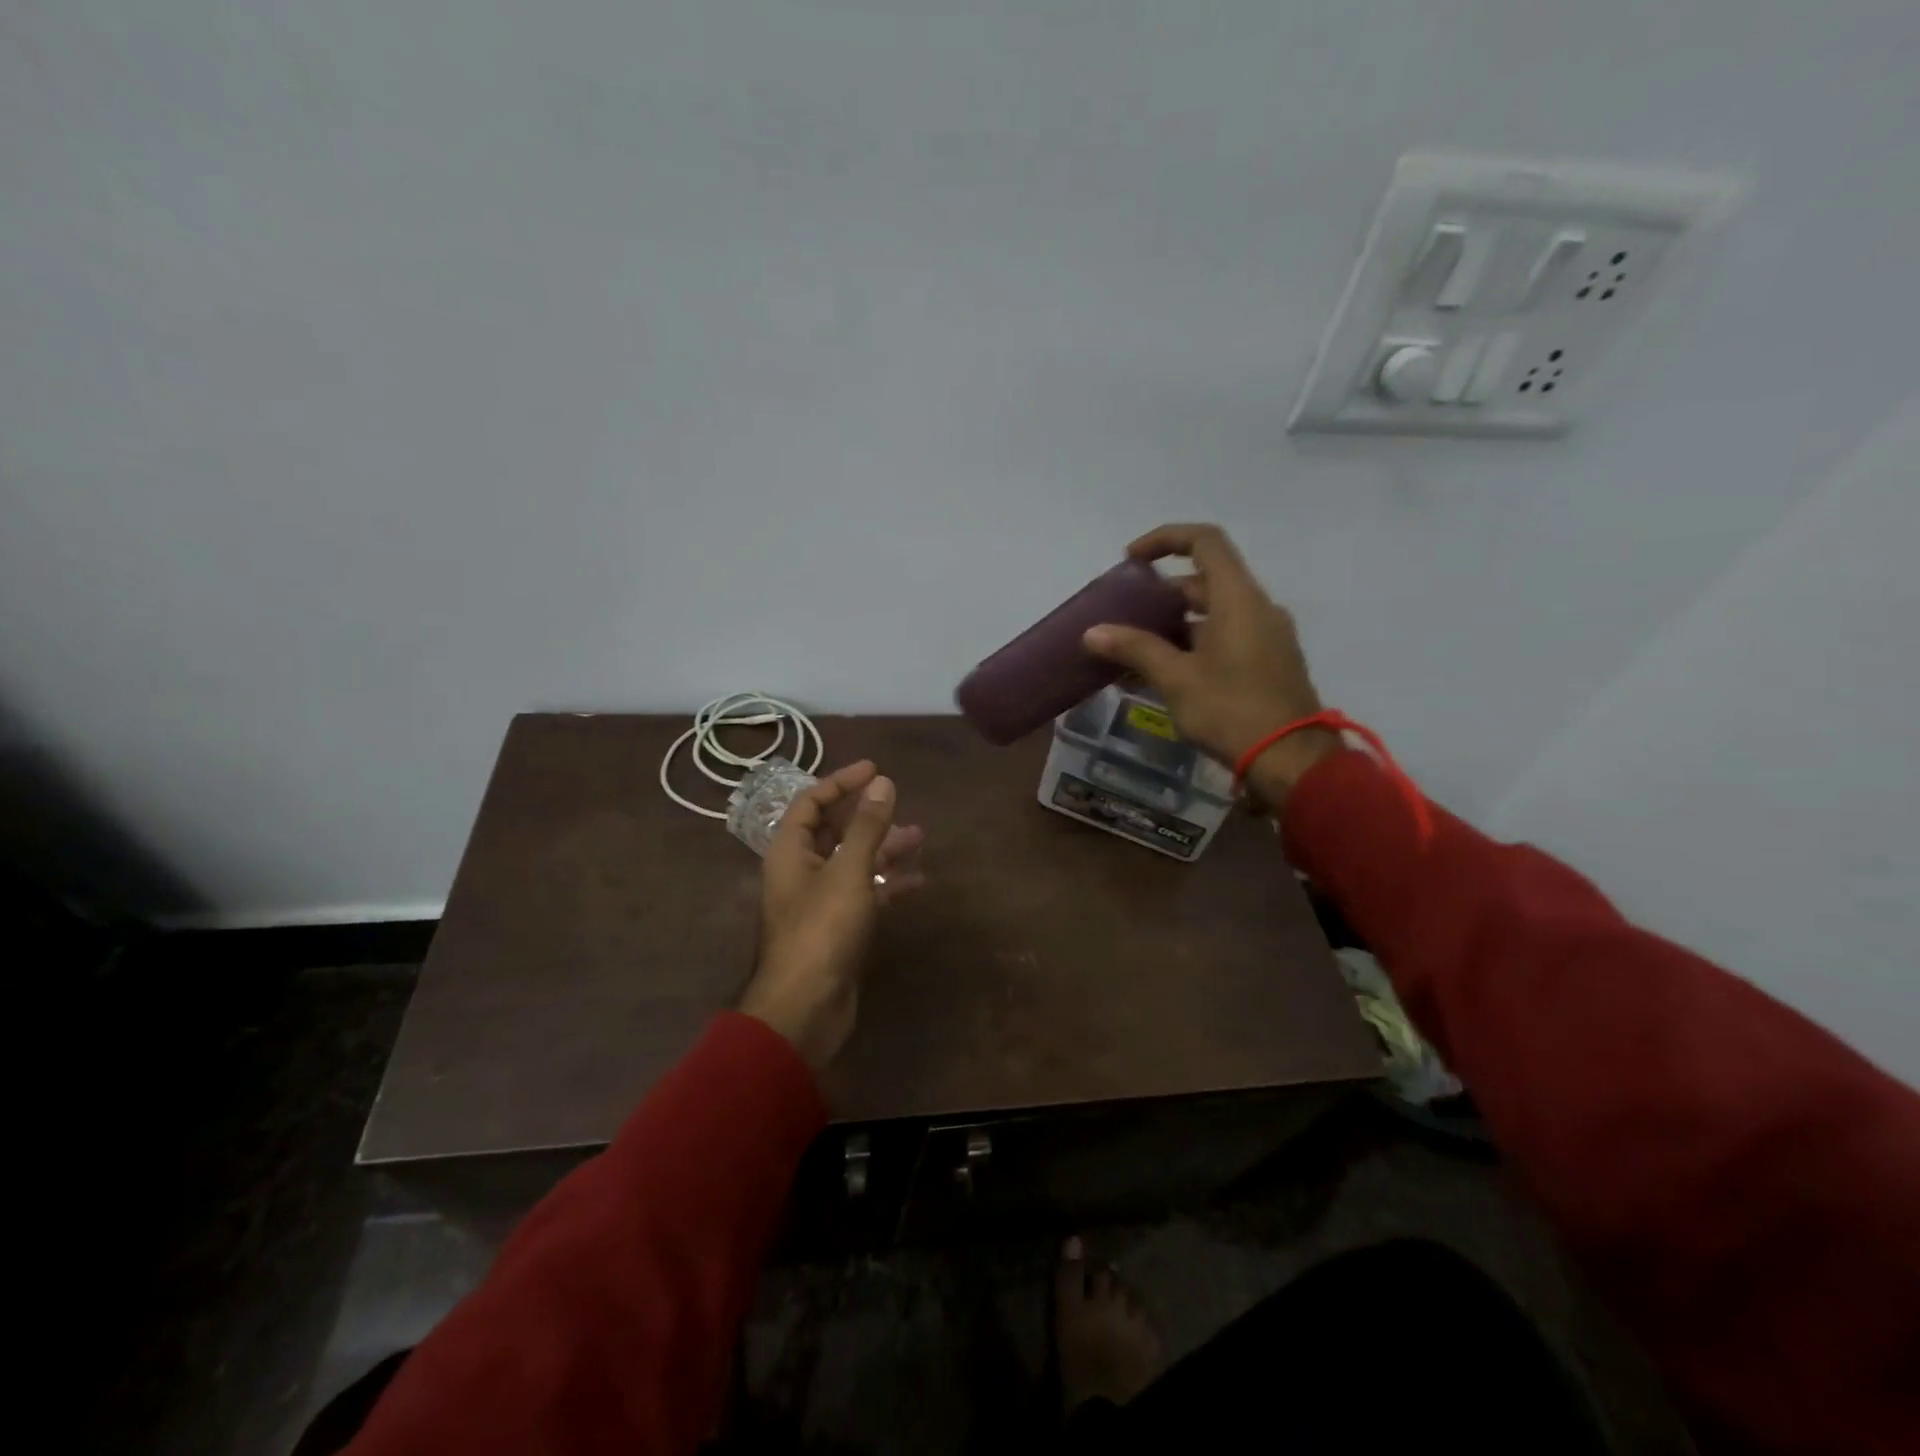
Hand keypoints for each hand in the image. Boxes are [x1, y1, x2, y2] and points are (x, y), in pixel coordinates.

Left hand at [738, 761, 925, 1069]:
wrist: (805, 1008)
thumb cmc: (821, 931)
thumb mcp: (848, 872)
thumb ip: (866, 827)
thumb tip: (882, 782)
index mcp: (790, 851)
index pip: (811, 802)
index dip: (841, 782)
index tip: (875, 769)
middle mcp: (802, 871)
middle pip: (834, 831)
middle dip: (868, 816)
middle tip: (900, 803)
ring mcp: (820, 901)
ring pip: (854, 863)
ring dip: (884, 848)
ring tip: (920, 837)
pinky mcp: (838, 928)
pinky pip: (865, 894)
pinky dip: (888, 884)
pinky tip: (918, 882)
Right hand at [1082, 523, 1338, 811]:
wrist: (1292, 761)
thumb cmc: (1231, 711)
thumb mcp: (1176, 679)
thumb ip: (1135, 648)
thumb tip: (1092, 632)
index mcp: (1239, 599)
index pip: (1204, 541)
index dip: (1165, 539)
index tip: (1131, 559)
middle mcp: (1257, 608)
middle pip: (1205, 580)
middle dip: (1161, 593)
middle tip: (1125, 614)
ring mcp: (1267, 635)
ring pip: (1213, 613)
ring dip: (1173, 624)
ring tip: (1134, 650)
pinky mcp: (1268, 662)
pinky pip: (1225, 637)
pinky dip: (1192, 644)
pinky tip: (1162, 674)